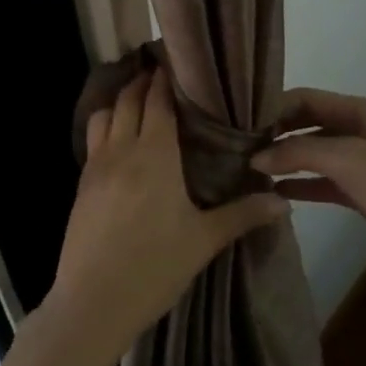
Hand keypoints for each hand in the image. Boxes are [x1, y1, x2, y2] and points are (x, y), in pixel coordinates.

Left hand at [49, 68, 287, 365]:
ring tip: (137, 101)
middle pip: (128, 100)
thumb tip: (284, 202)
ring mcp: (95, 167)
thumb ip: (243, 215)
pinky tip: (119, 143)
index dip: (166, 78)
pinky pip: (93, 141)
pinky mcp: (81, 187)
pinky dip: (106, 127)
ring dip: (119, 101)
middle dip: (142, 81)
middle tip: (160, 71)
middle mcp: (122, 150)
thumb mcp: (204, 241)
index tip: (176, 61)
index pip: (158, 100)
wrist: (91, 304)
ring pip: (103, 116)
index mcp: (154, 154)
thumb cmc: (153, 268)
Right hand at [253, 87, 365, 287]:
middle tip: (239, 148)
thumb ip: (299, 153)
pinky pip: (324, 182)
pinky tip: (275, 193)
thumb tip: (256, 157)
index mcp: (361, 111)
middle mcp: (361, 130)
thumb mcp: (347, 161)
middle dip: (277, 134)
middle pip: (309, 124)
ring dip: (286, 160)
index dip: (275, 108)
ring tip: (249, 170)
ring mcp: (363, 163)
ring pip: (315, 154)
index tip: (241, 123)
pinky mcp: (363, 193)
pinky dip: (301, 185)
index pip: (307, 98)